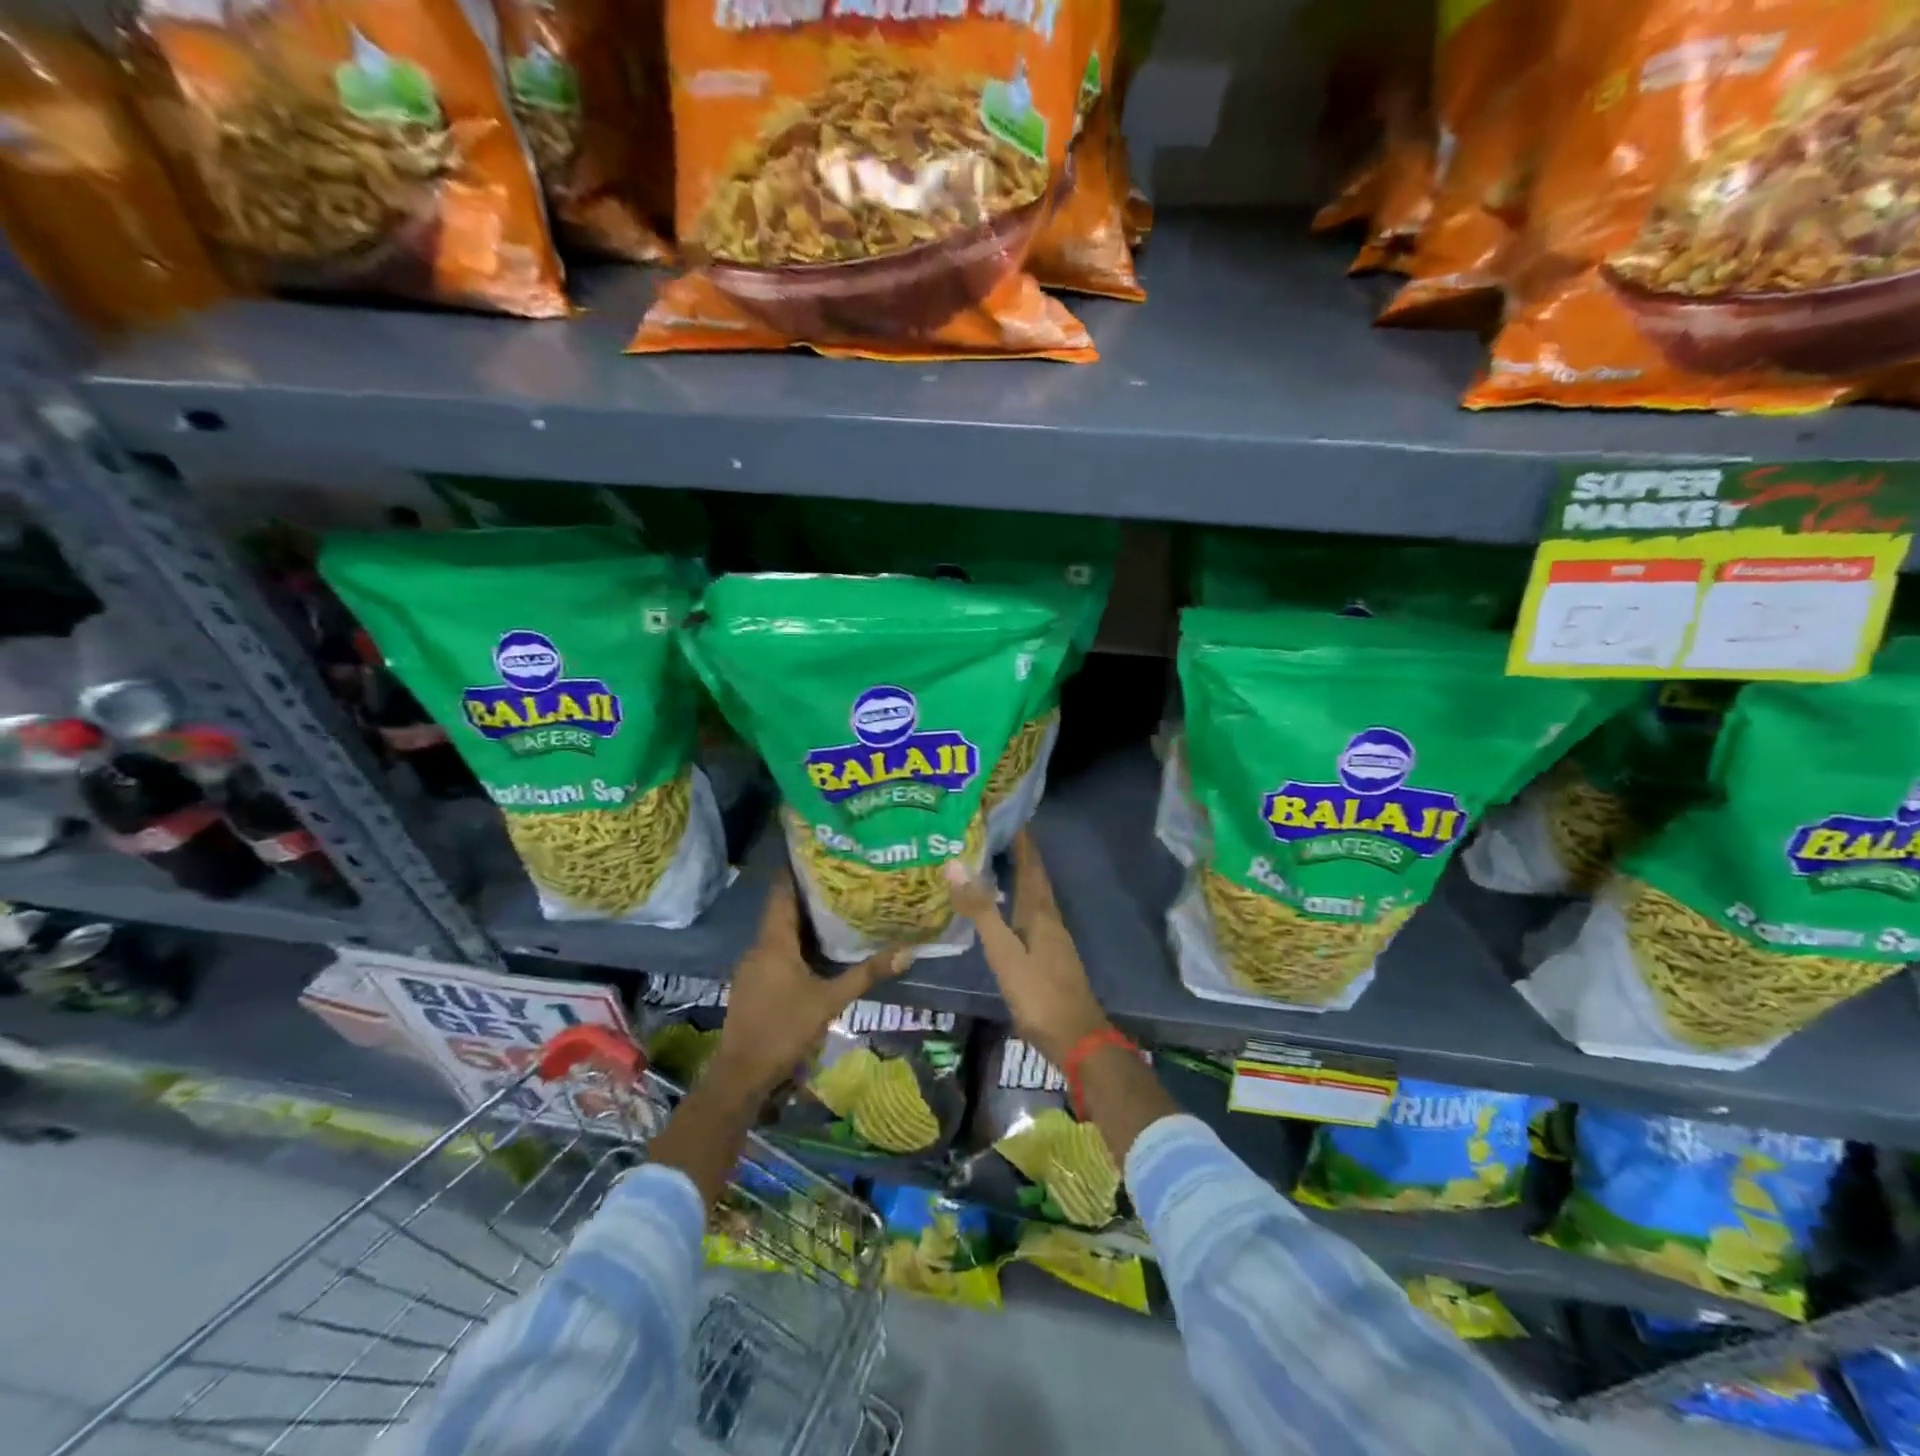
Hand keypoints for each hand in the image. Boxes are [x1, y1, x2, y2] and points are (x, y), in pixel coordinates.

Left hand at [711, 872, 907, 1097]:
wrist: (741, 1074)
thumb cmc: (785, 1029)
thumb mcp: (830, 1001)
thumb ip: (866, 974)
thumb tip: (907, 951)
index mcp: (774, 942)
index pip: (782, 893)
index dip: (796, 872)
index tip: (818, 855)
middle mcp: (758, 947)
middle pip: (781, 911)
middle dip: (807, 896)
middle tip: (839, 882)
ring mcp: (751, 967)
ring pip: (778, 934)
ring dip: (802, 922)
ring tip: (834, 910)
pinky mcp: (751, 985)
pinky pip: (774, 953)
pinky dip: (793, 945)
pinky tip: (815, 952)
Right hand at [944, 832, 1111, 1067]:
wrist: (1077, 1039)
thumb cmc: (1039, 994)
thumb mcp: (1004, 952)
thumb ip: (980, 910)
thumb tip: (955, 864)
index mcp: (1040, 911)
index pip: (1031, 864)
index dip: (1022, 840)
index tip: (1006, 815)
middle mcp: (1049, 918)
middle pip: (1035, 878)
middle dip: (1019, 854)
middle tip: (993, 833)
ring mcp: (1052, 938)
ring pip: (1034, 897)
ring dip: (1019, 877)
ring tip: (994, 864)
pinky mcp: (1050, 956)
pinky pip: (1032, 916)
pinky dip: (1018, 902)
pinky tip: (1005, 911)